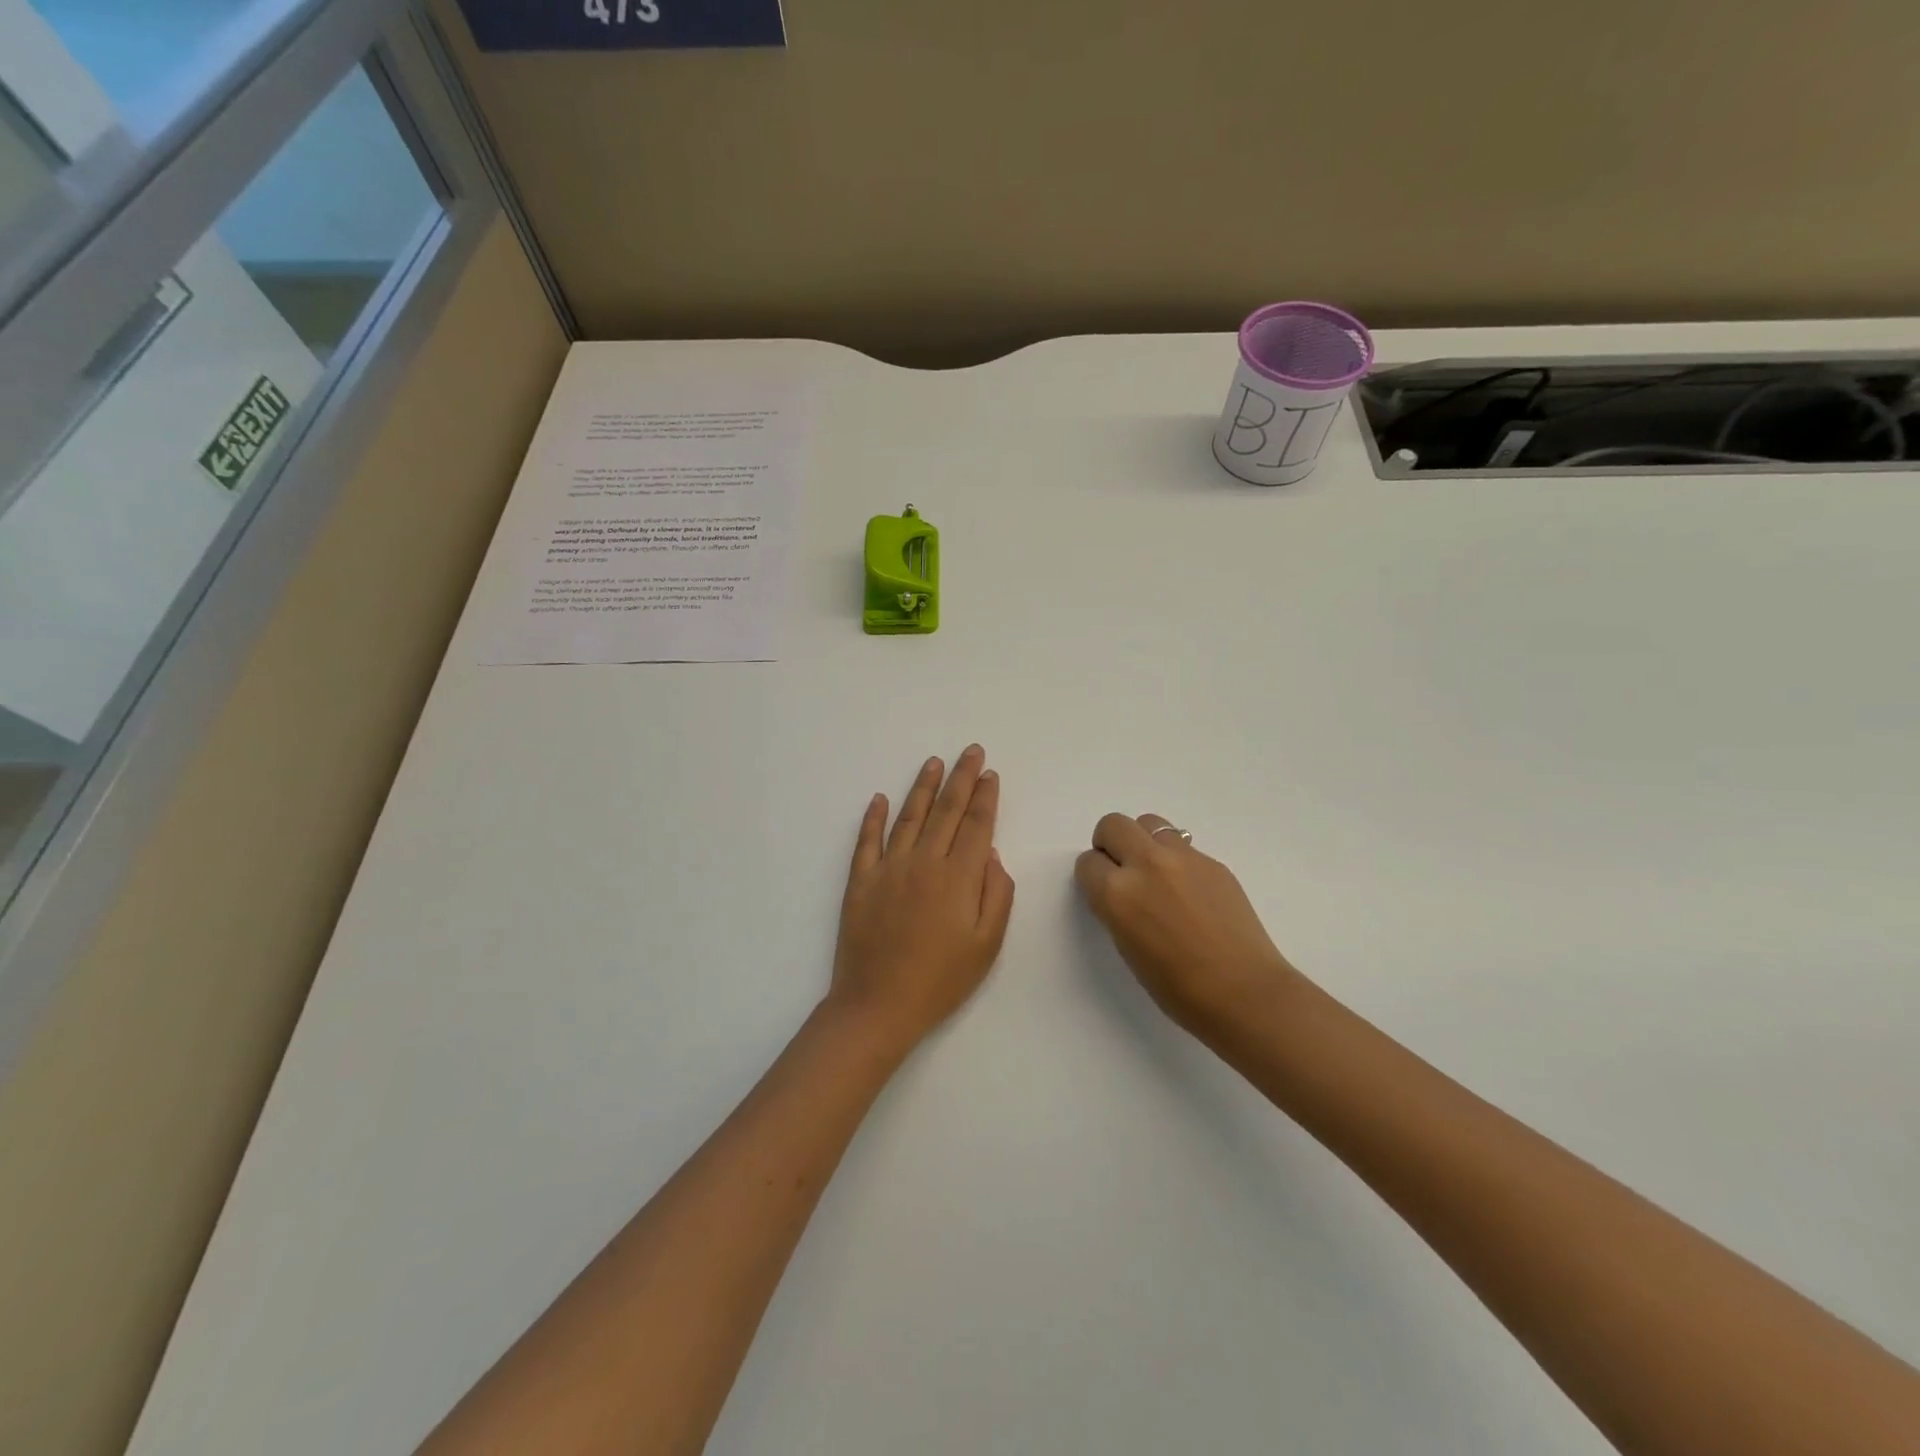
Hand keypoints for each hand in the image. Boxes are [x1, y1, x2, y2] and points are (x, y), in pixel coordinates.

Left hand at [827, 746, 1015, 1051]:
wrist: (878, 1006)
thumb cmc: (941, 981)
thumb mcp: (987, 945)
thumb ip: (996, 894)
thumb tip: (990, 853)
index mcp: (958, 877)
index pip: (976, 825)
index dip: (984, 797)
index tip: (989, 774)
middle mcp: (923, 862)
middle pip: (946, 810)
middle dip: (961, 778)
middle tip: (971, 751)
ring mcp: (888, 868)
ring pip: (909, 816)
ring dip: (923, 786)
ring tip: (933, 762)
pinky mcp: (860, 880)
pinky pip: (866, 840)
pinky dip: (872, 817)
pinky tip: (878, 798)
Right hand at [1074, 813, 1302, 1044]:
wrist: (1244, 992)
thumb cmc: (1178, 988)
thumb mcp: (1127, 949)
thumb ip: (1117, 909)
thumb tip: (1121, 890)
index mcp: (1117, 893)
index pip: (1088, 862)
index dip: (1093, 877)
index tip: (1103, 891)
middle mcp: (1146, 864)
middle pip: (1113, 825)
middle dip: (1110, 843)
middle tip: (1121, 869)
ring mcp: (1183, 858)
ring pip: (1149, 823)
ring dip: (1143, 841)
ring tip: (1155, 872)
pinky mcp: (1213, 861)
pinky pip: (1182, 845)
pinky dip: (1175, 859)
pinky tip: (1189, 891)